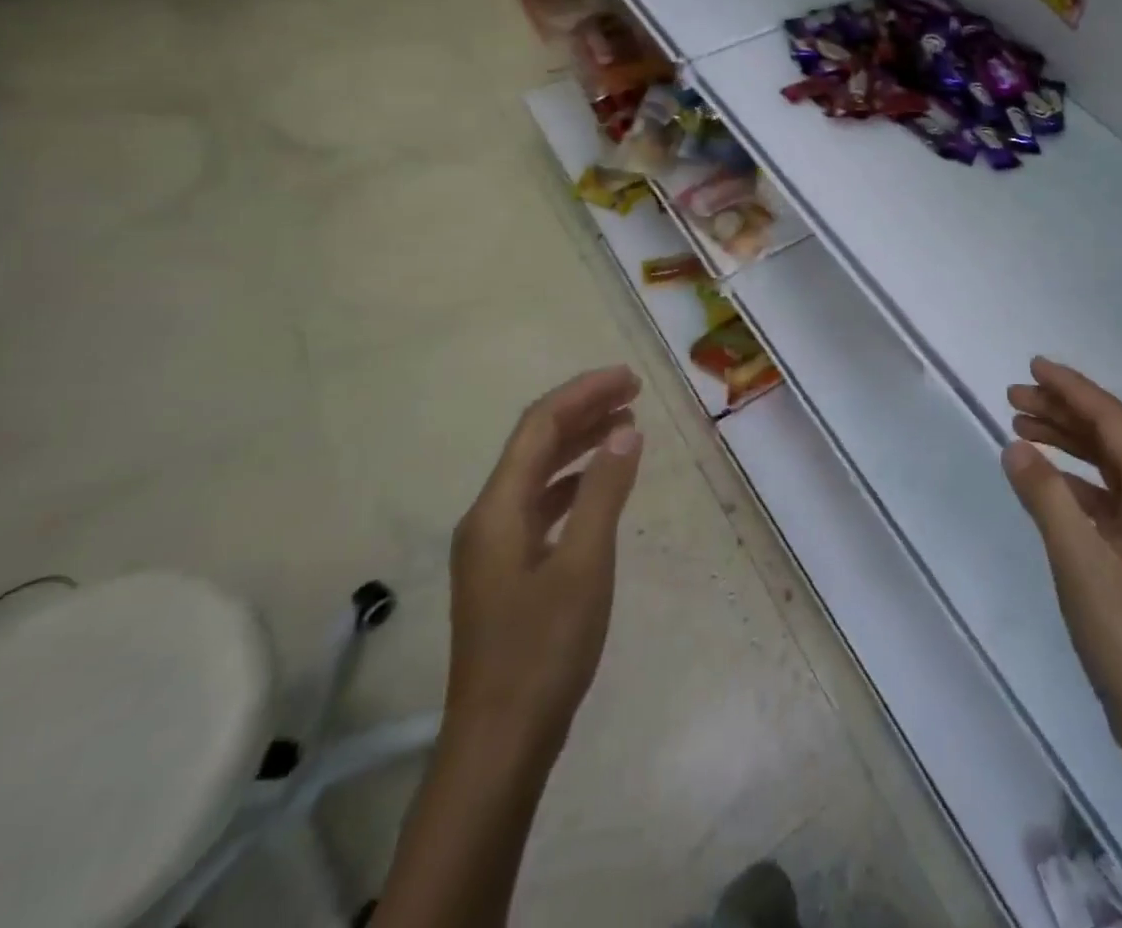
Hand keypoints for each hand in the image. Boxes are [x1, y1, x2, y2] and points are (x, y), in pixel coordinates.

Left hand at [445, 366, 644, 756]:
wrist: (500, 743)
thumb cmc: (543, 649)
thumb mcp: (585, 564)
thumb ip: (604, 492)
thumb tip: (625, 431)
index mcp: (497, 509)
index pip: (539, 426)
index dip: (584, 393)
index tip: (630, 378)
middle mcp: (488, 518)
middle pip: (535, 444)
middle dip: (583, 411)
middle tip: (634, 393)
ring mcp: (494, 547)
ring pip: (538, 474)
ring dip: (580, 444)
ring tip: (626, 426)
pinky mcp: (507, 571)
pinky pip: (541, 505)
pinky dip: (574, 483)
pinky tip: (602, 485)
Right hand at [1004, 358, 1121, 763]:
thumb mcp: (1081, 564)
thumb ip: (1046, 498)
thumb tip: (1015, 445)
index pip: (1114, 423)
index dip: (1073, 389)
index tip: (1033, 367)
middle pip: (1111, 439)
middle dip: (1063, 411)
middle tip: (1012, 397)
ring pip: (1106, 467)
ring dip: (1065, 442)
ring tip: (1019, 426)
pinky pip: (1103, 497)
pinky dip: (1071, 480)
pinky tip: (1042, 478)